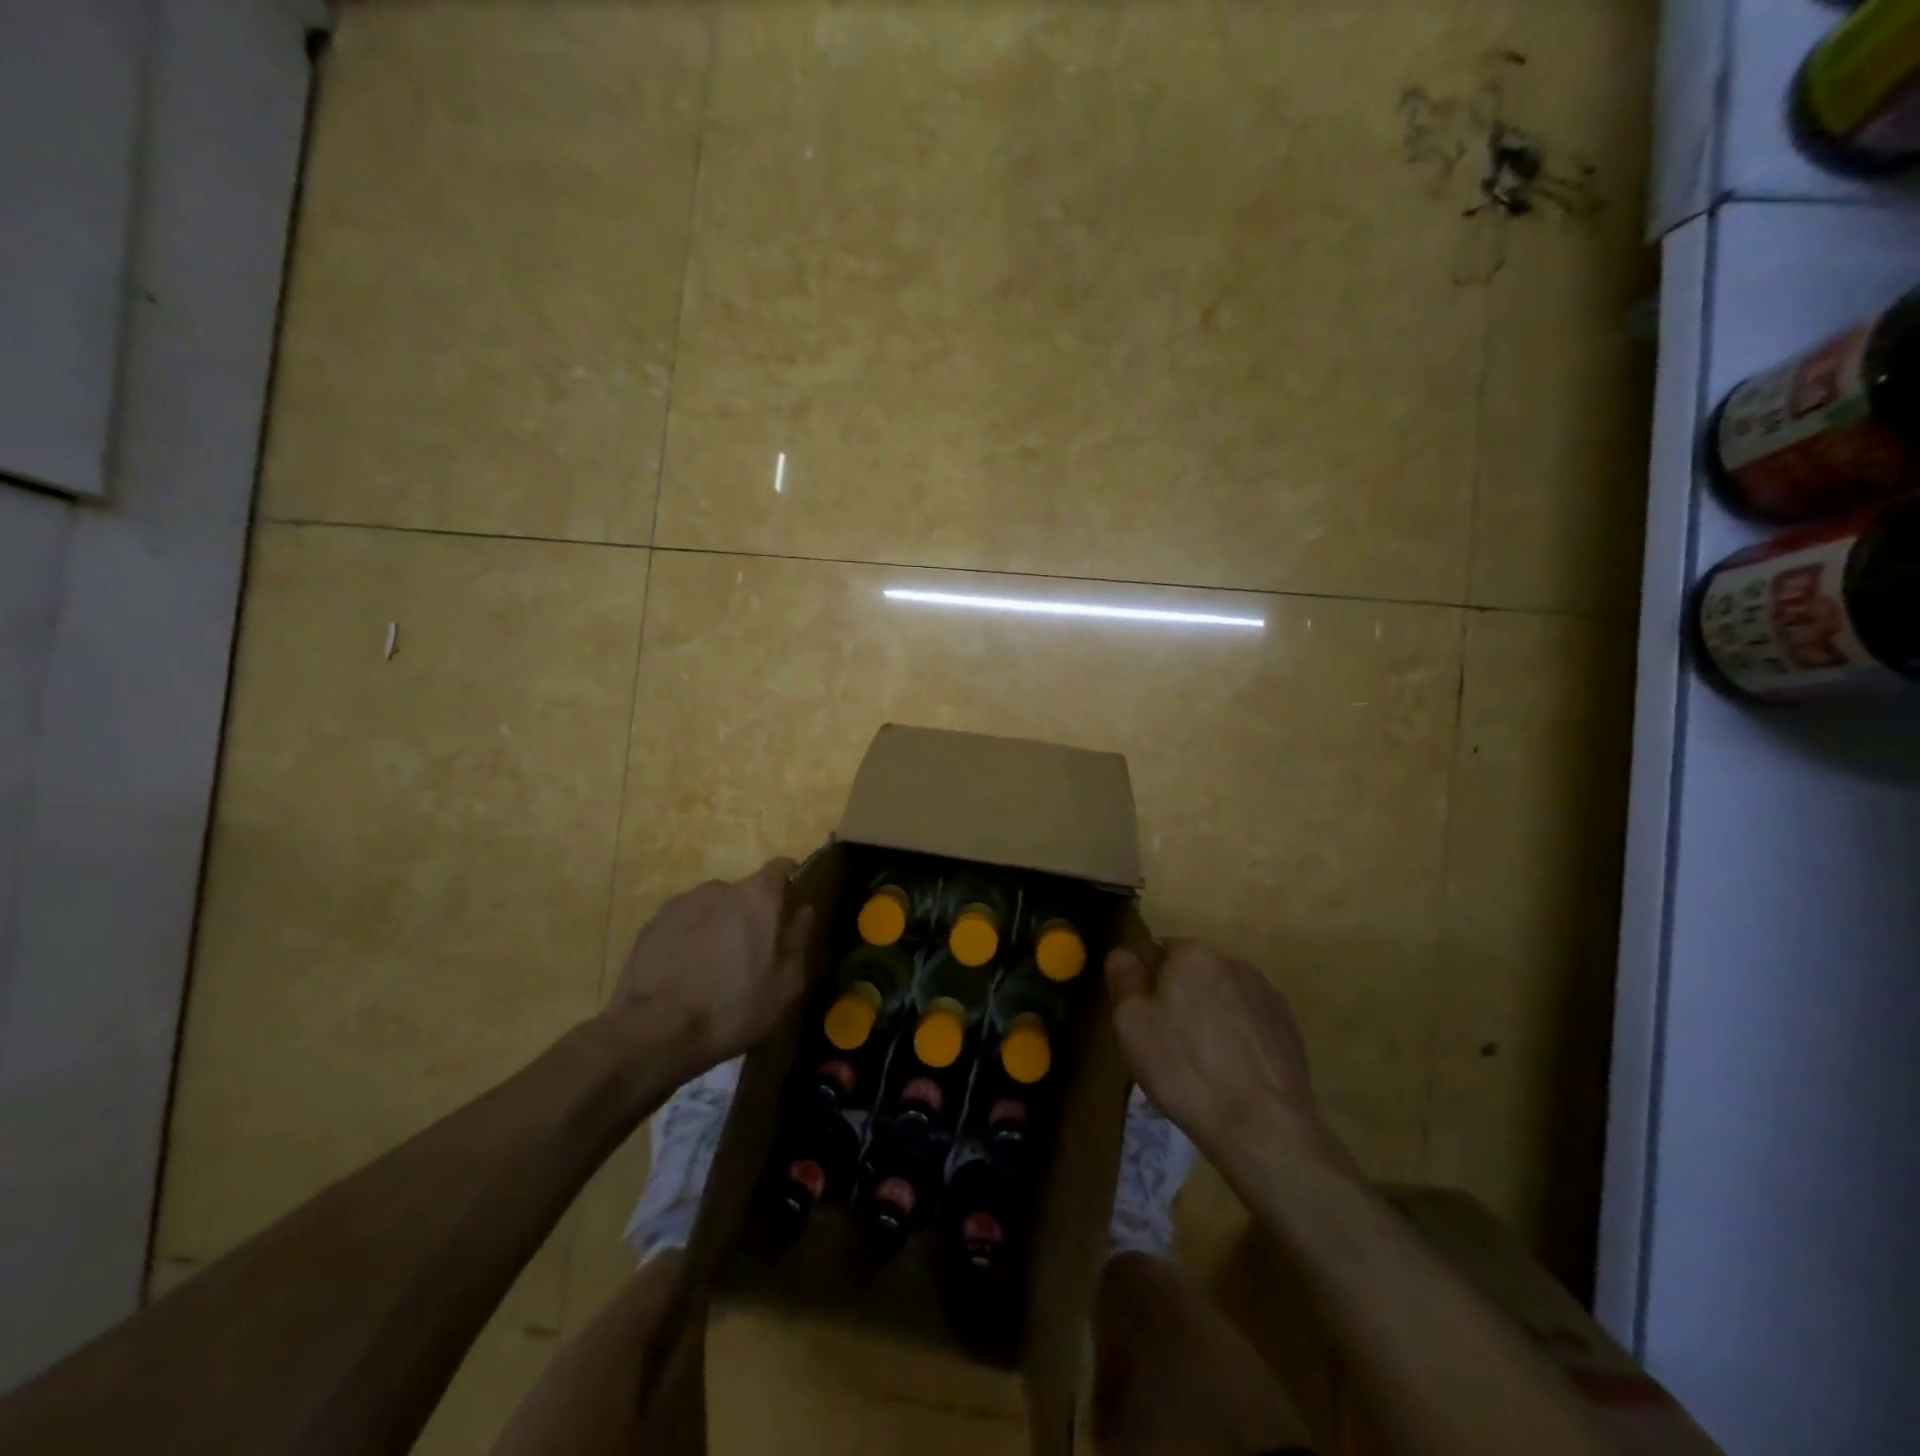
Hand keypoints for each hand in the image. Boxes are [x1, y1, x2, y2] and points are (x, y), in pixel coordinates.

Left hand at [607, 859, 814, 1077]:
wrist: (654, 1032)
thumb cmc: (733, 1007)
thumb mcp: (784, 985)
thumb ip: (799, 940)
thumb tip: (805, 911)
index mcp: (757, 897)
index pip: (781, 867)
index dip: (791, 881)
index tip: (793, 905)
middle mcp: (719, 888)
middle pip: (744, 892)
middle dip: (751, 914)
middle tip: (753, 952)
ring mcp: (681, 904)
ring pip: (711, 908)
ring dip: (718, 926)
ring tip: (715, 967)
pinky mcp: (651, 925)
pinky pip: (683, 924)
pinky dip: (689, 939)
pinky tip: (686, 973)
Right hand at [1107, 938, 1339, 1166]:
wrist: (1261, 1125)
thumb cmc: (1184, 1068)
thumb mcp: (1131, 1024)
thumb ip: (1124, 979)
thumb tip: (1124, 953)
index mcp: (1193, 954)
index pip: (1161, 950)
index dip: (1149, 982)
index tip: (1146, 1018)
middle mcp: (1233, 962)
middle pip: (1195, 974)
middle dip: (1183, 999)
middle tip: (1171, 1045)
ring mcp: (1267, 995)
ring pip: (1225, 998)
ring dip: (1213, 1017)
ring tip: (1205, 1065)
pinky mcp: (1290, 1028)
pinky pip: (1251, 1023)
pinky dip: (1240, 1039)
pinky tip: (1234, 1074)